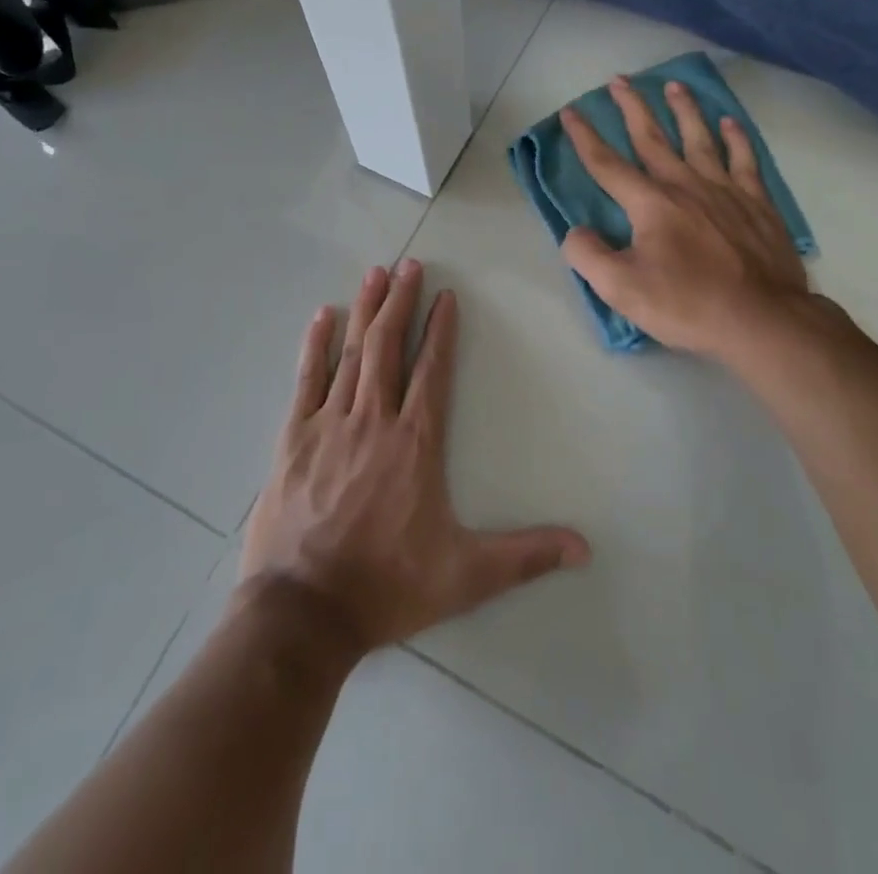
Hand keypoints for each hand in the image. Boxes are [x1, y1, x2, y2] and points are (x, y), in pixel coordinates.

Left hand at [239, 260, 589, 657]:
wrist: (303, 614)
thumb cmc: (387, 588)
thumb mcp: (466, 576)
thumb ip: (525, 556)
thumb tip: (584, 548)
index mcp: (415, 443)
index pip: (433, 370)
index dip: (441, 330)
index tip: (446, 295)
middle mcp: (374, 420)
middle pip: (389, 347)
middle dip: (401, 302)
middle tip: (409, 264)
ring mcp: (329, 424)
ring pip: (352, 354)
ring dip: (365, 311)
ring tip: (374, 273)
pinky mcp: (293, 439)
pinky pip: (306, 380)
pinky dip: (314, 346)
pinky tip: (321, 316)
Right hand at [560, 75, 841, 361]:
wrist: (762, 319)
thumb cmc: (688, 304)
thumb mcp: (622, 289)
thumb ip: (588, 256)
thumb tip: (576, 232)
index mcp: (650, 203)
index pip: (607, 164)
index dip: (585, 137)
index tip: (571, 111)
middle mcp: (685, 185)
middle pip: (653, 138)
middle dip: (632, 108)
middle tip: (619, 80)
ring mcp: (725, 190)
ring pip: (699, 138)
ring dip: (684, 110)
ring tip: (673, 85)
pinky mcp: (757, 203)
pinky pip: (744, 159)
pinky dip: (736, 138)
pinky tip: (730, 122)